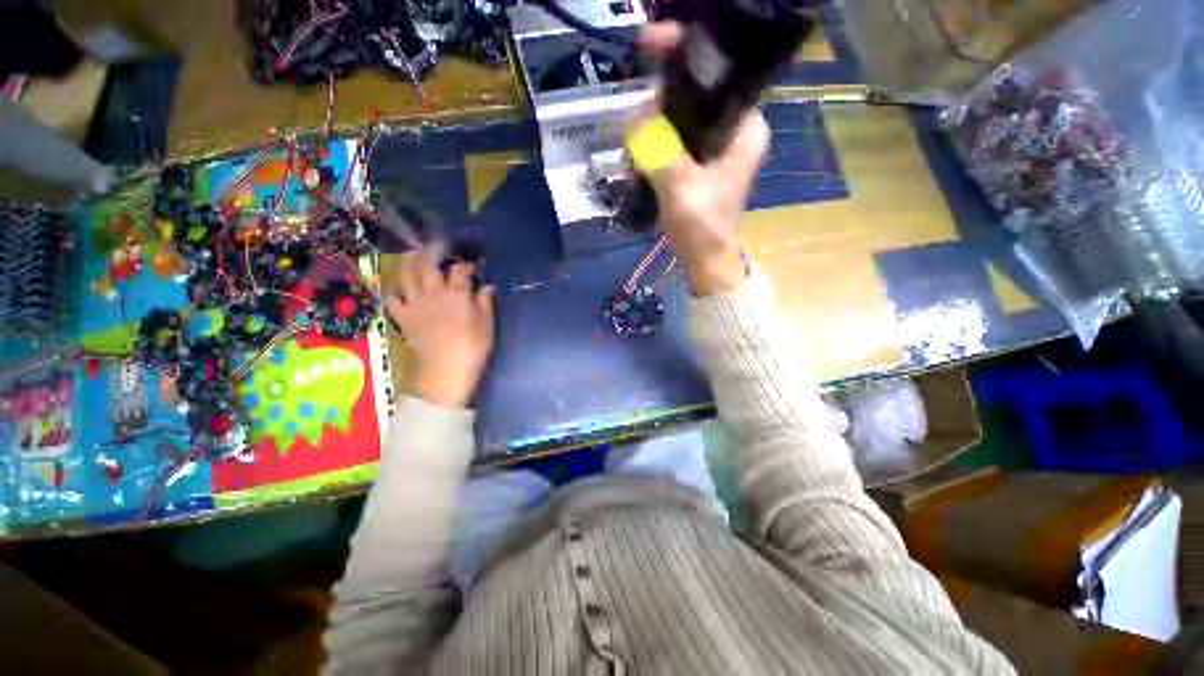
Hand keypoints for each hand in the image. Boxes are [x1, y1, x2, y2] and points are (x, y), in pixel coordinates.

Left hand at [386, 248, 494, 407]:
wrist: (444, 373)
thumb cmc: (471, 350)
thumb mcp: (486, 327)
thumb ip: (485, 304)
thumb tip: (487, 287)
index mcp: (457, 295)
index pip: (460, 270)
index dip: (467, 265)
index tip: (473, 266)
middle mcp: (433, 293)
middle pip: (428, 263)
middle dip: (433, 250)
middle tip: (438, 245)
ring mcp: (414, 304)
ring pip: (406, 274)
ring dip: (409, 261)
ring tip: (413, 254)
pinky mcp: (402, 317)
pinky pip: (392, 298)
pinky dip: (393, 289)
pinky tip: (397, 287)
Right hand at [631, 22, 770, 294]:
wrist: (706, 261)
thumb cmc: (703, 228)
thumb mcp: (681, 188)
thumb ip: (658, 149)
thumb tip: (636, 118)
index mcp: (743, 126)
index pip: (716, 71)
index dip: (683, 53)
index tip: (649, 44)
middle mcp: (733, 128)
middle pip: (690, 94)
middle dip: (656, 110)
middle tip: (636, 139)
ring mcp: (715, 146)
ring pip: (676, 119)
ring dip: (649, 135)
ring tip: (636, 164)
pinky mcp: (699, 162)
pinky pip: (671, 141)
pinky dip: (652, 151)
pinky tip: (639, 171)